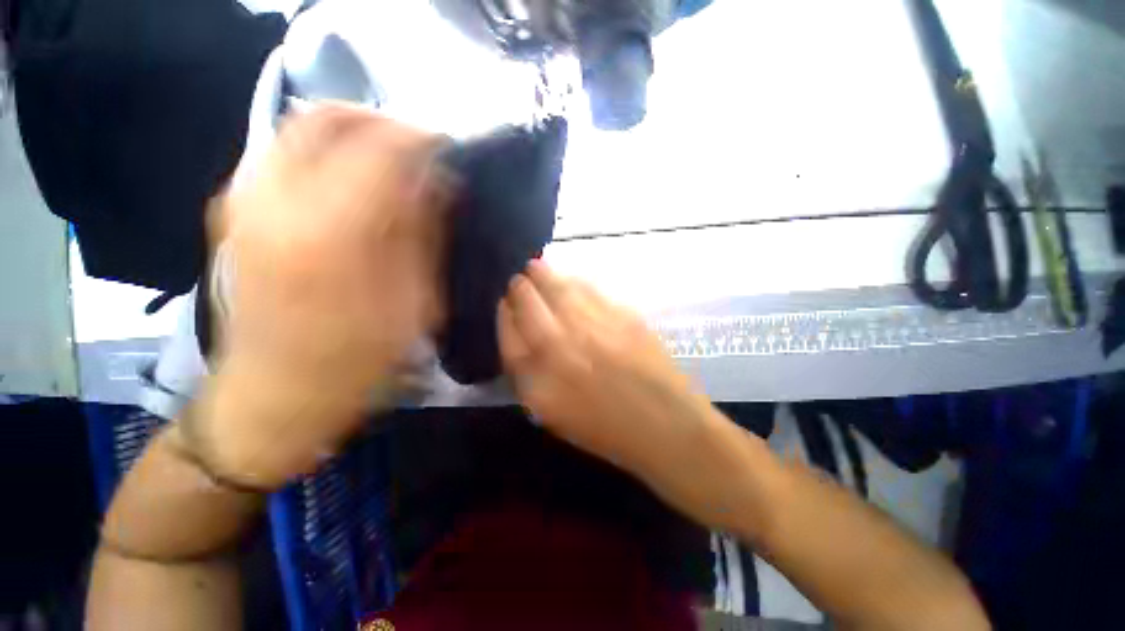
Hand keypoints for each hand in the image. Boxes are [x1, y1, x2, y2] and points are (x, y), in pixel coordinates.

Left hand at [190, 106, 447, 488]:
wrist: (273, 394)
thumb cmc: (354, 361)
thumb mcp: (413, 304)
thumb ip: (423, 235)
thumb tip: (438, 185)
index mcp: (329, 231)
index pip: (381, 147)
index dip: (422, 139)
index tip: (449, 151)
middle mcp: (275, 198)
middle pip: (329, 117)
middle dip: (382, 122)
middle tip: (418, 150)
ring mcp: (245, 198)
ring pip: (301, 126)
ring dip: (355, 133)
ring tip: (391, 163)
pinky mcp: (235, 209)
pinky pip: (285, 151)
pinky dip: (326, 150)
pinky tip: (353, 181)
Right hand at [498, 260, 714, 474]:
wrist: (664, 425)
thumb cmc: (605, 428)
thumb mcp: (553, 414)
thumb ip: (529, 377)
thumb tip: (519, 337)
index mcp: (539, 380)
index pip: (509, 334)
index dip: (504, 314)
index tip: (505, 304)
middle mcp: (561, 348)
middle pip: (528, 304)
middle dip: (519, 288)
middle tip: (519, 280)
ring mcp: (593, 328)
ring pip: (558, 288)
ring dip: (542, 274)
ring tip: (535, 267)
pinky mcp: (622, 315)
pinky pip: (589, 289)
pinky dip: (573, 280)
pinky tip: (569, 278)